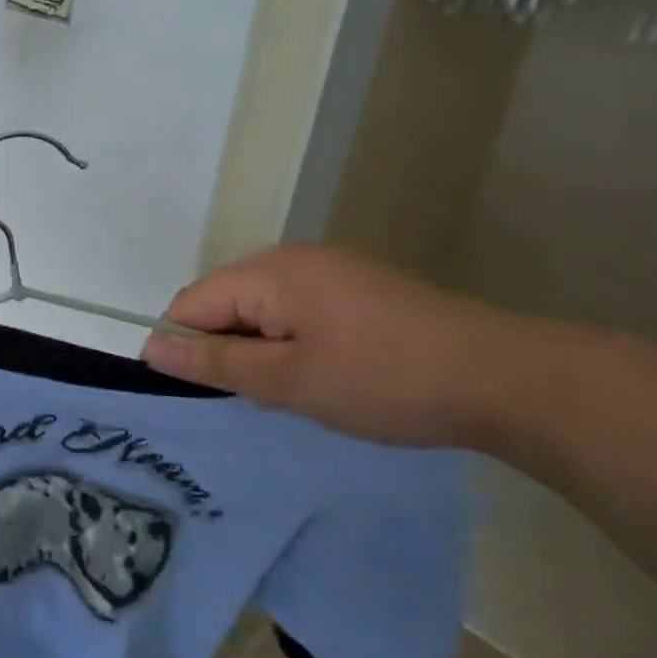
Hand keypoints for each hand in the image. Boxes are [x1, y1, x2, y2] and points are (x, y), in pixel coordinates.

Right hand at [141, 243, 510, 447]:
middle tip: (250, 399)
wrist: (506, 378)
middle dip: (222, 348)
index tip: (190, 394)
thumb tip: (150, 348)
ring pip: (260, 308)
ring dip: (257, 347)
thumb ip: (214, 363)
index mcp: (268, 272)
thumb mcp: (288, 380)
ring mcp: (329, 268)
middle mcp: (292, 258)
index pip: (191, 303)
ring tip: (287, 391)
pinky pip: (295, 308)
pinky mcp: (356, 286)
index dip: (180, 346)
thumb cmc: (383, 380)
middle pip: (224, 301)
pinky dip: (289, 340)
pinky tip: (320, 373)